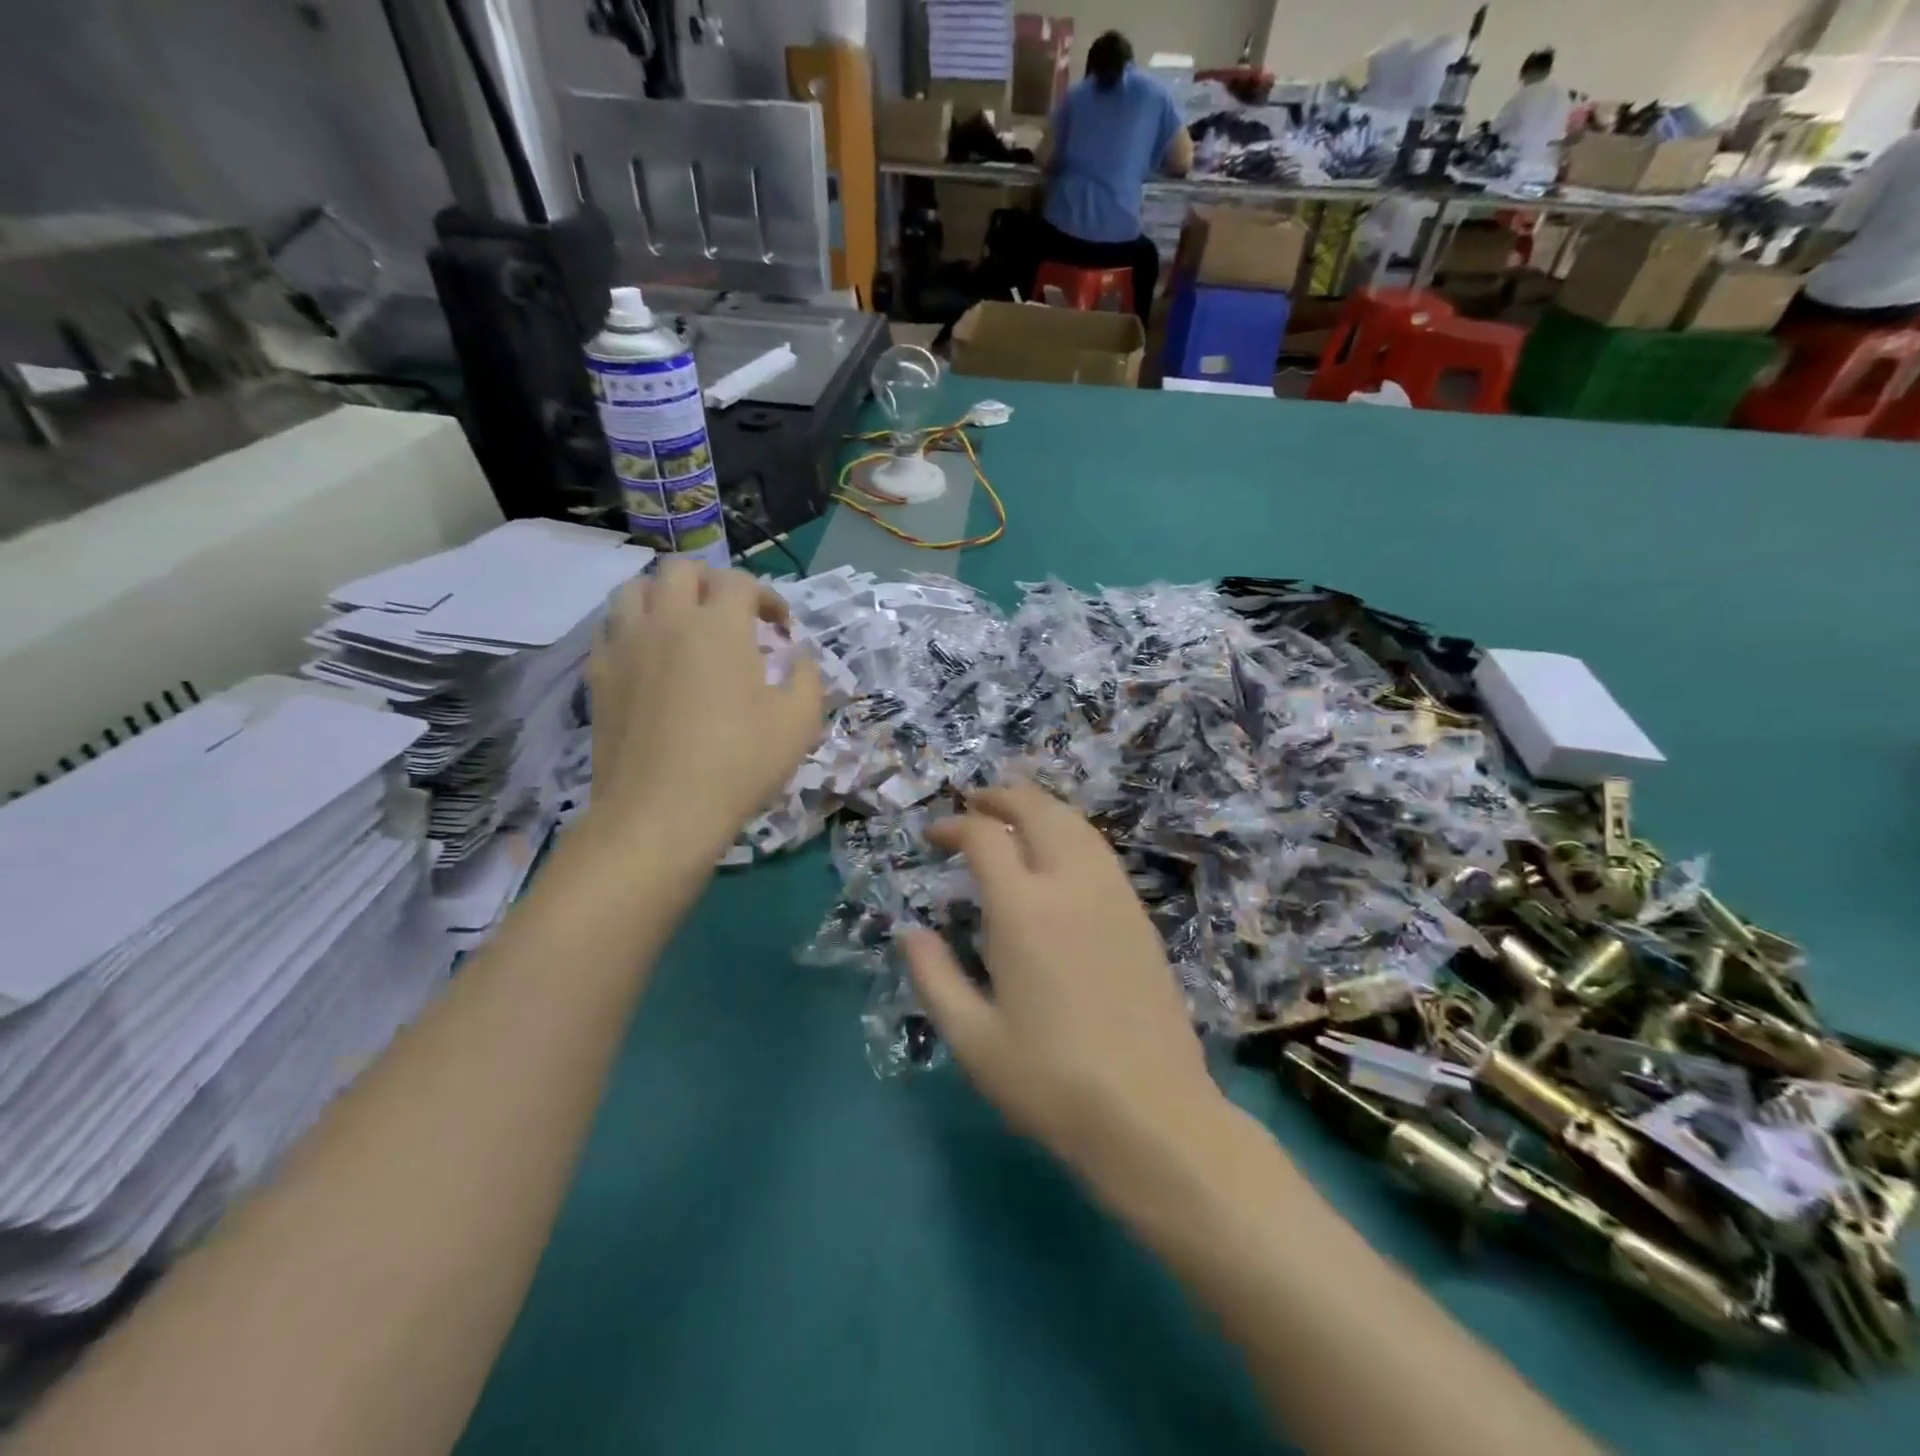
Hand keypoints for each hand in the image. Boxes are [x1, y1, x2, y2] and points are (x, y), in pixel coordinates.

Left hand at [588, 561, 822, 850]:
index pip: (740, 582)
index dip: (766, 597)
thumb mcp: (799, 722)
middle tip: (730, 616)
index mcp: (719, 626)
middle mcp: (667, 620)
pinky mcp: (598, 675)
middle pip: (681, 570)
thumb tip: (799, 654)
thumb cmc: (739, 763)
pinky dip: (632, 630)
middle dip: (711, 583)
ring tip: (682, 626)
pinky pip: (610, 630)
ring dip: (663, 597)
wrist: (662, 812)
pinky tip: (648, 659)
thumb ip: (807, 677)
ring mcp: (625, 645)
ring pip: (634, 590)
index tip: (780, 628)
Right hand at [900, 784, 1228, 1193]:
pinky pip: (1100, 850)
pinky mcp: (1139, 915)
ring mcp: (1113, 896)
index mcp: (1024, 910)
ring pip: (1076, 823)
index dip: (955, 826)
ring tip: (1013, 813)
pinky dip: (1071, 831)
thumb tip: (909, 932)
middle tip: (974, 802)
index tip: (934, 837)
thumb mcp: (972, 1040)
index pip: (985, 837)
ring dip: (1040, 806)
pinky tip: (1059, 853)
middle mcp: (1071, 885)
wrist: (1152, 1115)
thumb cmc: (1051, 1082)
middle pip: (1038, 810)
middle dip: (1002, 796)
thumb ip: (934, 977)